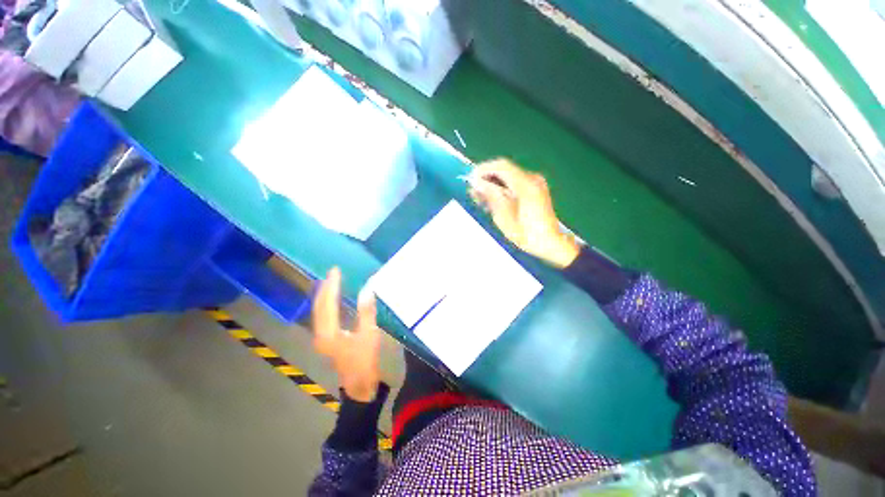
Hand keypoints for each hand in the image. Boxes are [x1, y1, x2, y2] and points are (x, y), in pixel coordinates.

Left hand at [312, 267, 381, 402]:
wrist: (359, 385)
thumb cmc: (365, 361)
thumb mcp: (369, 334)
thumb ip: (366, 311)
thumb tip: (367, 288)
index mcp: (329, 332)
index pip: (328, 303)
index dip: (332, 285)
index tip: (336, 270)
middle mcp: (320, 334)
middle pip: (319, 306)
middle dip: (325, 288)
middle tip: (333, 272)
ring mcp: (321, 338)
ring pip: (319, 311)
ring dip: (325, 295)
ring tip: (332, 281)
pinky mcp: (326, 339)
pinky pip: (323, 316)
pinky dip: (327, 304)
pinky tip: (334, 299)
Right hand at [468, 159, 580, 267]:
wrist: (549, 243)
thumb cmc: (526, 234)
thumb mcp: (504, 217)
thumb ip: (491, 196)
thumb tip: (477, 183)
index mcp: (525, 185)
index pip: (501, 166)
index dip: (483, 170)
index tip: (470, 181)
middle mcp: (532, 178)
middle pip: (504, 169)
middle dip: (487, 178)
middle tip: (474, 193)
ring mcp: (535, 182)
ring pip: (508, 176)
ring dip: (493, 184)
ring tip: (482, 200)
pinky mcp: (535, 189)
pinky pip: (515, 182)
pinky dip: (502, 188)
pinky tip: (494, 201)